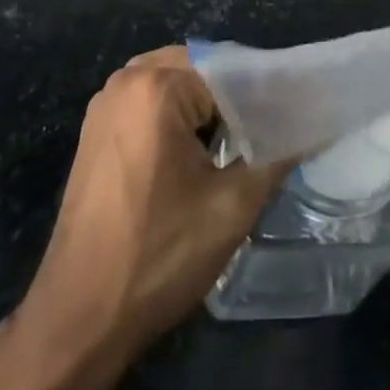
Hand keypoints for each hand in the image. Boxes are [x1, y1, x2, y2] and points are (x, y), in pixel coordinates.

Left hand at [0, 48, 286, 389]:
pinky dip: (175, 115)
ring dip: (204, 107)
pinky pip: (149, 99)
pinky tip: (192, 154)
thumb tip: (310, 128)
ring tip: (232, 145)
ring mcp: (105, 101)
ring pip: (175, 82)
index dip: (262, 96)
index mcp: (157, 86)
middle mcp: (126, 79)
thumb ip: (275, 157)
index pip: (229, 70)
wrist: (78, 319)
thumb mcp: (231, 208)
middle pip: (200, 69)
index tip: (286, 122)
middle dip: (232, 100)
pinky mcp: (96, 127)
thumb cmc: (157, 256)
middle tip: (261, 136)